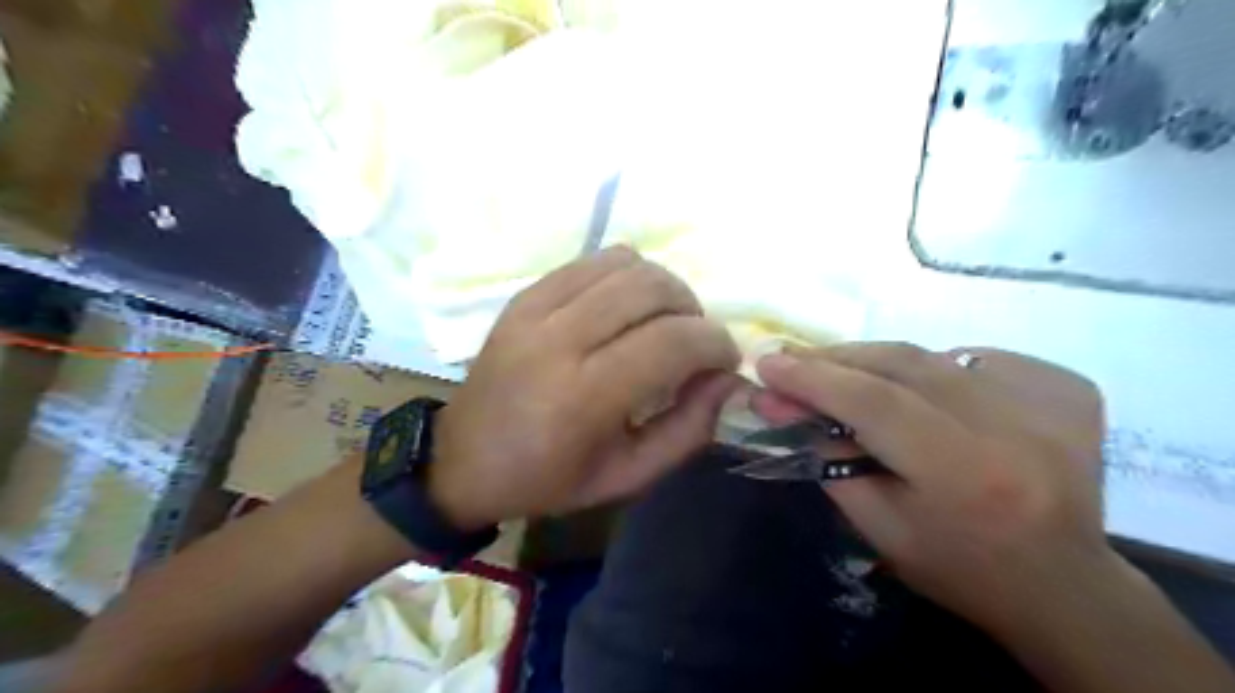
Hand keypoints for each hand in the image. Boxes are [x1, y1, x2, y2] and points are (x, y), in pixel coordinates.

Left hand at [430, 246, 735, 529]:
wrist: (463, 461)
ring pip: (624, 263)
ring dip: (662, 287)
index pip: (672, 341)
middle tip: (693, 341)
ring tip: (662, 321)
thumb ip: (688, 429)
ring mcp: (535, 310)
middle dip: (692, 310)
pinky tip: (625, 307)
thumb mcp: (628, 476)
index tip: (724, 360)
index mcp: (583, 398)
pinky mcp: (523, 296)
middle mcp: (558, 341)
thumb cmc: (548, 479)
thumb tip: (728, 378)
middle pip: (652, 288)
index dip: (715, 343)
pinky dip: (624, 275)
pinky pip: (591, 261)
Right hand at [753, 344, 1109, 633]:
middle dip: (836, 359)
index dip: (814, 377)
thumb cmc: (958, 566)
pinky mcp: (1065, 386)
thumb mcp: (877, 527)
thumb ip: (829, 458)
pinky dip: (931, 368)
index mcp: (965, 473)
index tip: (767, 363)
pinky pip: (972, 359)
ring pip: (932, 355)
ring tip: (842, 374)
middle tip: (793, 361)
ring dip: (876, 361)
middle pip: (901, 364)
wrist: (1064, 585)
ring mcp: (1048, 399)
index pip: (874, 402)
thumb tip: (782, 402)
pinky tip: (920, 393)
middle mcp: (1013, 426)